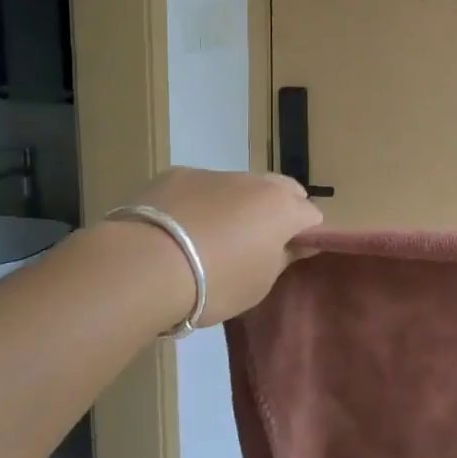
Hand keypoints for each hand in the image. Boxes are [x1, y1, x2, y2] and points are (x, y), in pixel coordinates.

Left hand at [127, 168, 322, 326]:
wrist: (145, 266)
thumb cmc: (215, 283)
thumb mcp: (259, 284)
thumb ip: (284, 258)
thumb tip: (300, 244)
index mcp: (282, 208)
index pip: (312, 215)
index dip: (305, 236)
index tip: (289, 256)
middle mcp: (255, 181)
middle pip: (282, 189)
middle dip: (279, 209)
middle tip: (258, 243)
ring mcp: (215, 173)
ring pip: (240, 185)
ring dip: (238, 205)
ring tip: (212, 238)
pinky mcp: (177, 174)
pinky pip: (201, 187)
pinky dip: (200, 202)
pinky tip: (179, 229)